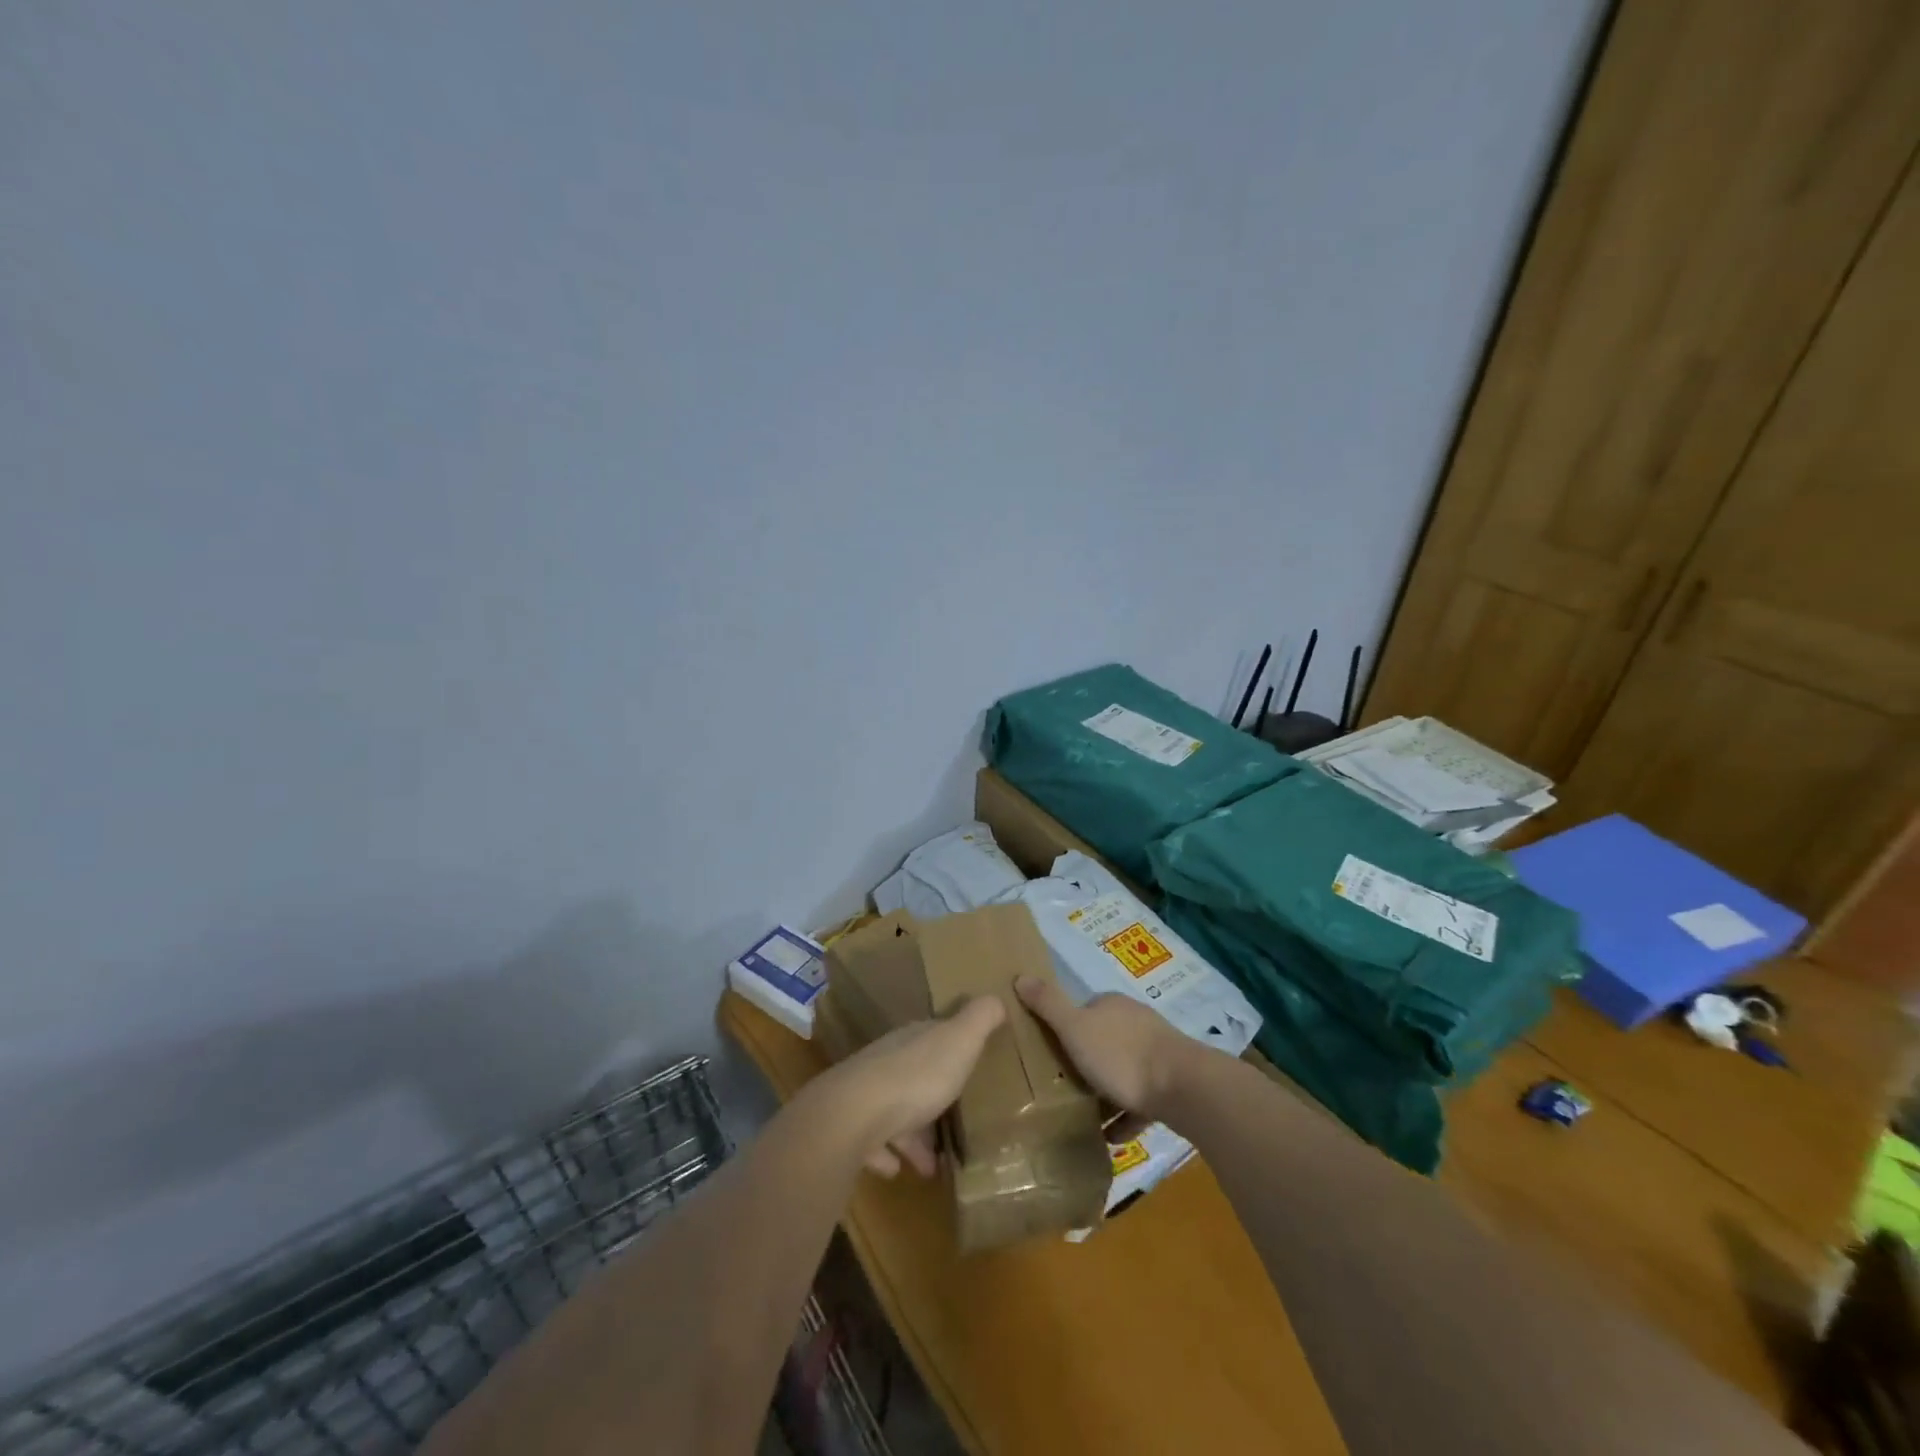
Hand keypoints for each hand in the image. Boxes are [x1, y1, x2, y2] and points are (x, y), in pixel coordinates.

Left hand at [809, 996, 1005, 1178]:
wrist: (853, 1114)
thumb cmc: (915, 1076)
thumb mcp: (959, 1041)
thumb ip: (980, 1019)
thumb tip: (997, 996)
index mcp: (913, 1040)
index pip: (933, 1035)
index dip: (953, 1047)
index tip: (971, 1062)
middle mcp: (888, 1062)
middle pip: (915, 1075)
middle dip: (934, 1094)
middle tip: (958, 1118)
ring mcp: (867, 1096)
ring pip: (895, 1112)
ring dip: (914, 1134)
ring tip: (936, 1161)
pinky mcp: (852, 1131)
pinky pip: (874, 1143)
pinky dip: (887, 1155)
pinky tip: (899, 1170)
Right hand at [1015, 975, 1200, 1116]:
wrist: (1182, 1088)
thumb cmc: (1121, 1055)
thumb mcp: (1074, 1028)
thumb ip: (1048, 1005)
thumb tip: (1020, 976)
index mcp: (1112, 1005)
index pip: (1083, 1010)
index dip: (1066, 1030)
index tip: (1050, 1054)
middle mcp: (1135, 1022)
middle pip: (1103, 1040)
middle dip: (1085, 1062)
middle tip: (1063, 1087)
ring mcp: (1157, 1053)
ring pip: (1123, 1071)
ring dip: (1106, 1092)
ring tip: (1083, 1116)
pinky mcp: (1171, 1084)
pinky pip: (1140, 1100)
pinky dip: (1126, 1117)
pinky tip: (1112, 1137)